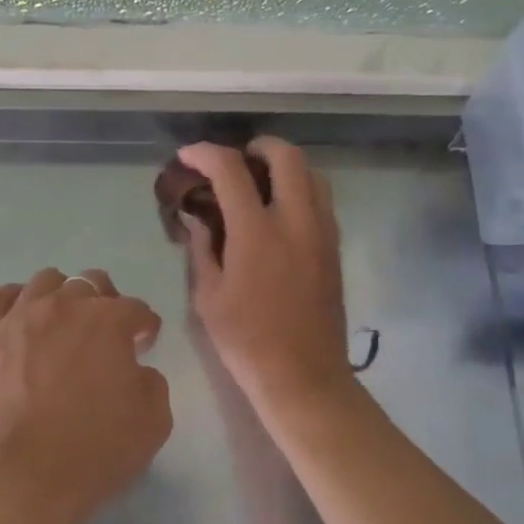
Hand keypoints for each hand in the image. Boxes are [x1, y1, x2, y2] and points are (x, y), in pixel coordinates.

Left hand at [0, 268, 171, 523]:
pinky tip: (22, 317)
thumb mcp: (154, 421)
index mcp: (109, 320)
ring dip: (63, 296)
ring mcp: (22, 317)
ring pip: (46, 281)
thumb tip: (135, 369)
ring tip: (64, 325)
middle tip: (106, 337)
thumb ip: (153, 382)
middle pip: (92, 283)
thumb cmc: (95, 450)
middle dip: (106, 304)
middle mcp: (65, 305)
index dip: (144, 327)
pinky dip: (15, 300)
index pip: (136, 309)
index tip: (143, 345)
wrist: (25, 478)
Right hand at [179, 138, 354, 411]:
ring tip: (259, 183)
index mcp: (257, 233)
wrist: (303, 376)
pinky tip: (278, 213)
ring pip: (312, 174)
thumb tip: (198, 217)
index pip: (231, 169)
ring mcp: (321, 232)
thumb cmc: (246, 340)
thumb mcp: (208, 297)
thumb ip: (202, 248)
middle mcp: (295, 221)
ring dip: (284, 166)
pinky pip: (321, 200)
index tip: (188, 156)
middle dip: (257, 146)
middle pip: (286, 155)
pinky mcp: (334, 248)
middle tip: (235, 161)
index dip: (206, 153)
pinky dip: (300, 189)